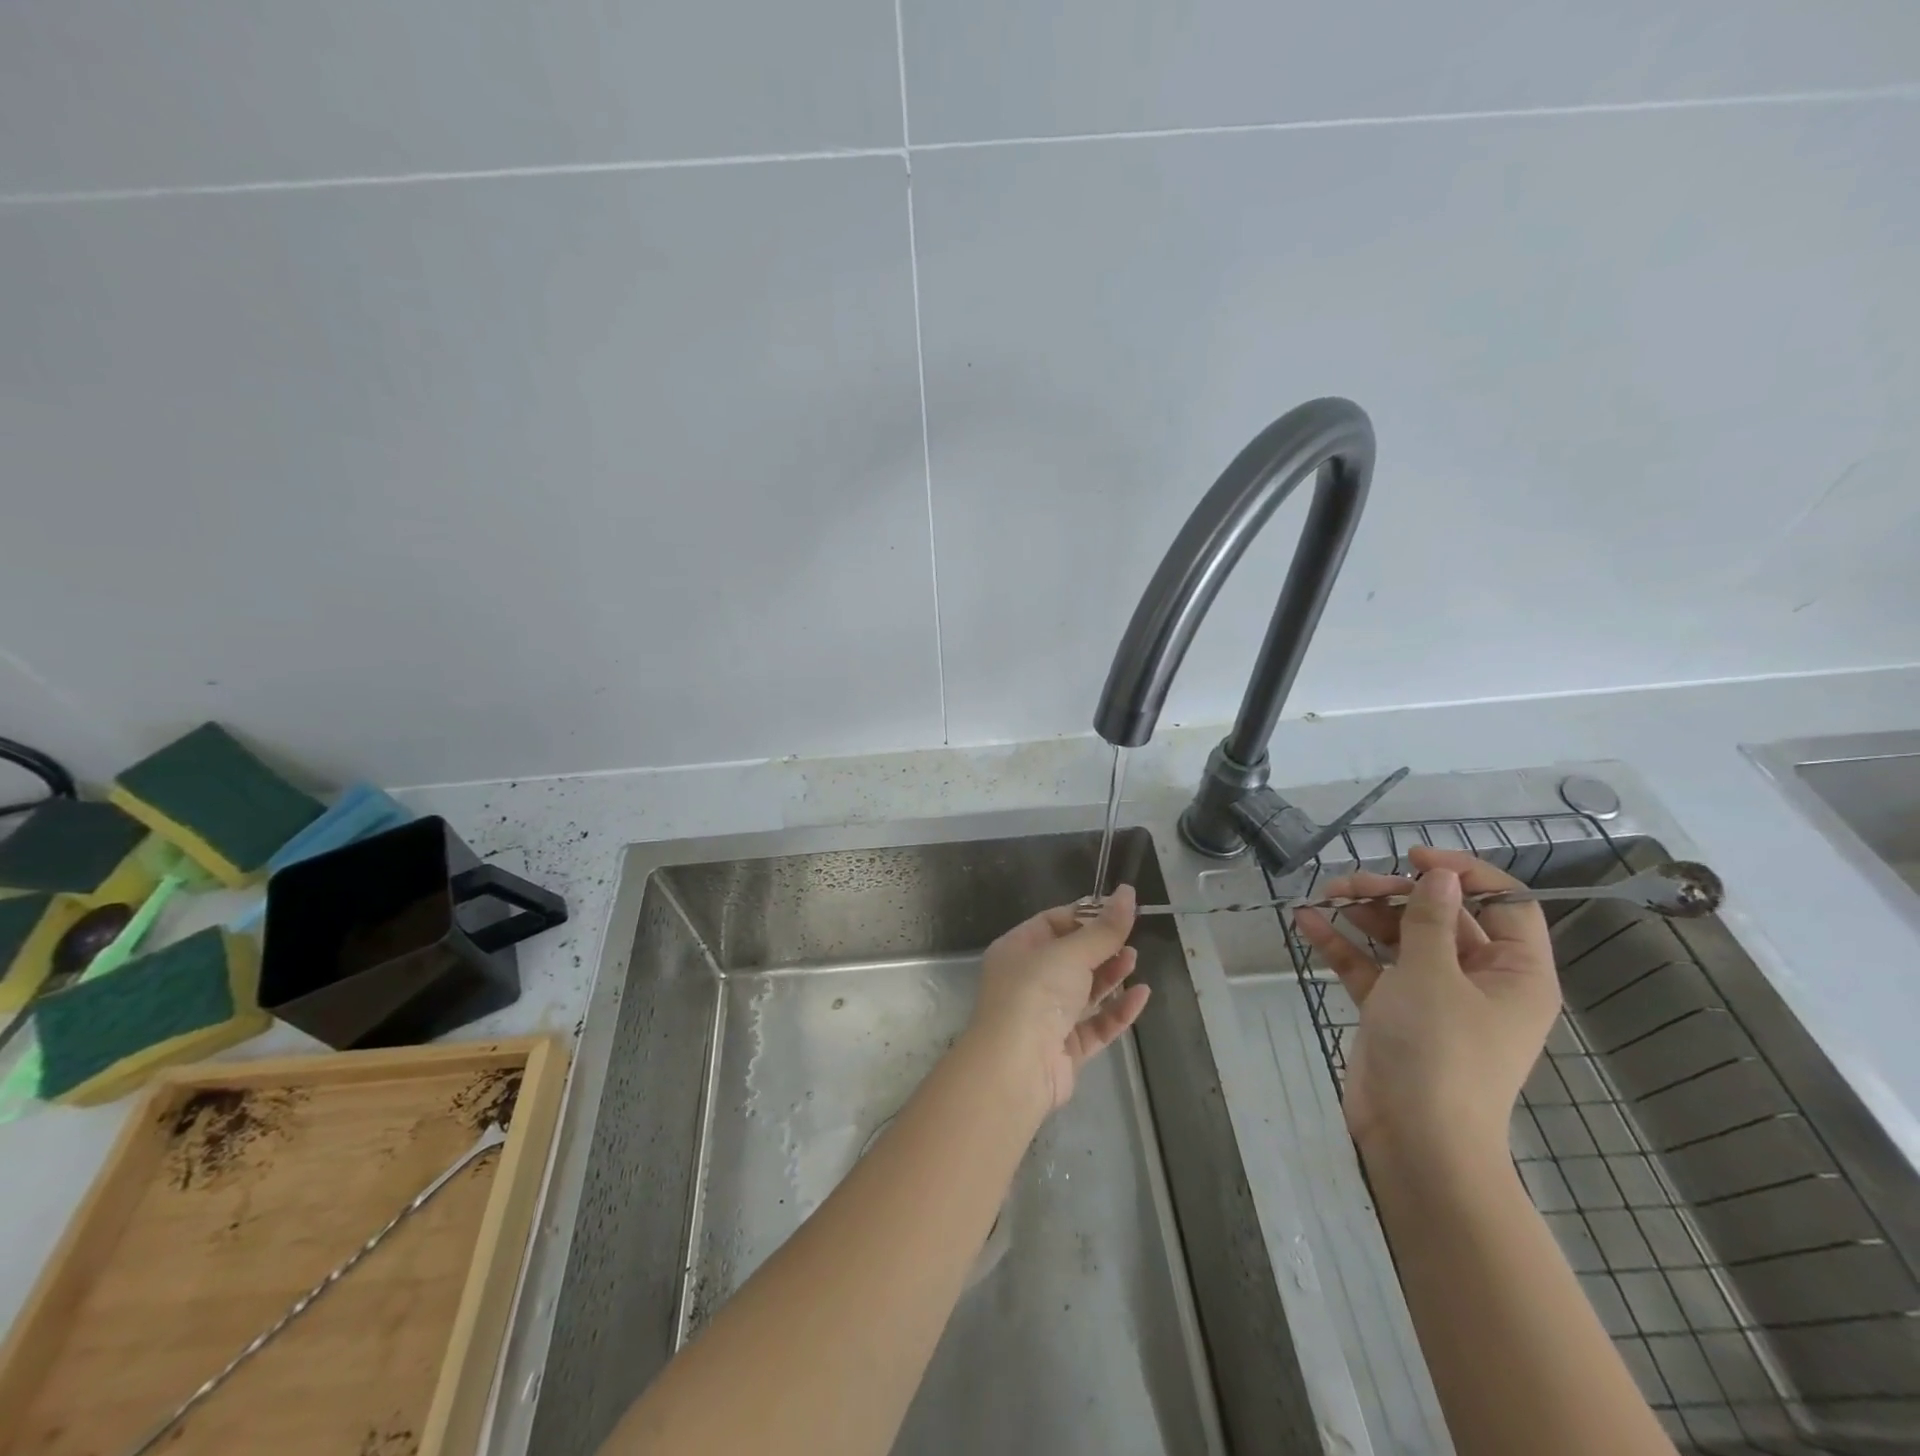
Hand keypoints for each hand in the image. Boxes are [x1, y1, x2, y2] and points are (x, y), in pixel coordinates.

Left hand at [969, 885, 1148, 1113]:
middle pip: (1070, 957)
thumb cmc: (1035, 994)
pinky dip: (1117, 1010)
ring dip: (1110, 975)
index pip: (1051, 923)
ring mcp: (1046, 1017)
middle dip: (1100, 946)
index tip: (1117, 910)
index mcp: (1017, 950)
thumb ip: (1103, 929)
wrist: (1016, 1068)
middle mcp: (1028, 981)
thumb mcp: (1070, 953)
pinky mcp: (1065, 1049)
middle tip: (1130, 937)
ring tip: (1135, 959)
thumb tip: (1128, 892)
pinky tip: (1141, 995)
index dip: (1084, 915)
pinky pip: (1096, 1024)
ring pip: (1084, 991)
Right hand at [1293, 847, 1560, 1168]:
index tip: (1415, 857)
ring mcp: (1433, 996)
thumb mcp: (1433, 976)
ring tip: (1325, 896)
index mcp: (1514, 973)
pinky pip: (1370, 967)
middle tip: (1353, 884)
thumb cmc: (1439, 1051)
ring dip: (1364, 914)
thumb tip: (1440, 874)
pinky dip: (1343, 945)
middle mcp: (1479, 980)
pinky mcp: (1393, 1010)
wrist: (1413, 1137)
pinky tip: (1308, 922)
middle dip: (1396, 893)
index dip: (1465, 874)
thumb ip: (1430, 919)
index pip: (1505, 904)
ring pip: (1401, 937)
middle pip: (1441, 916)